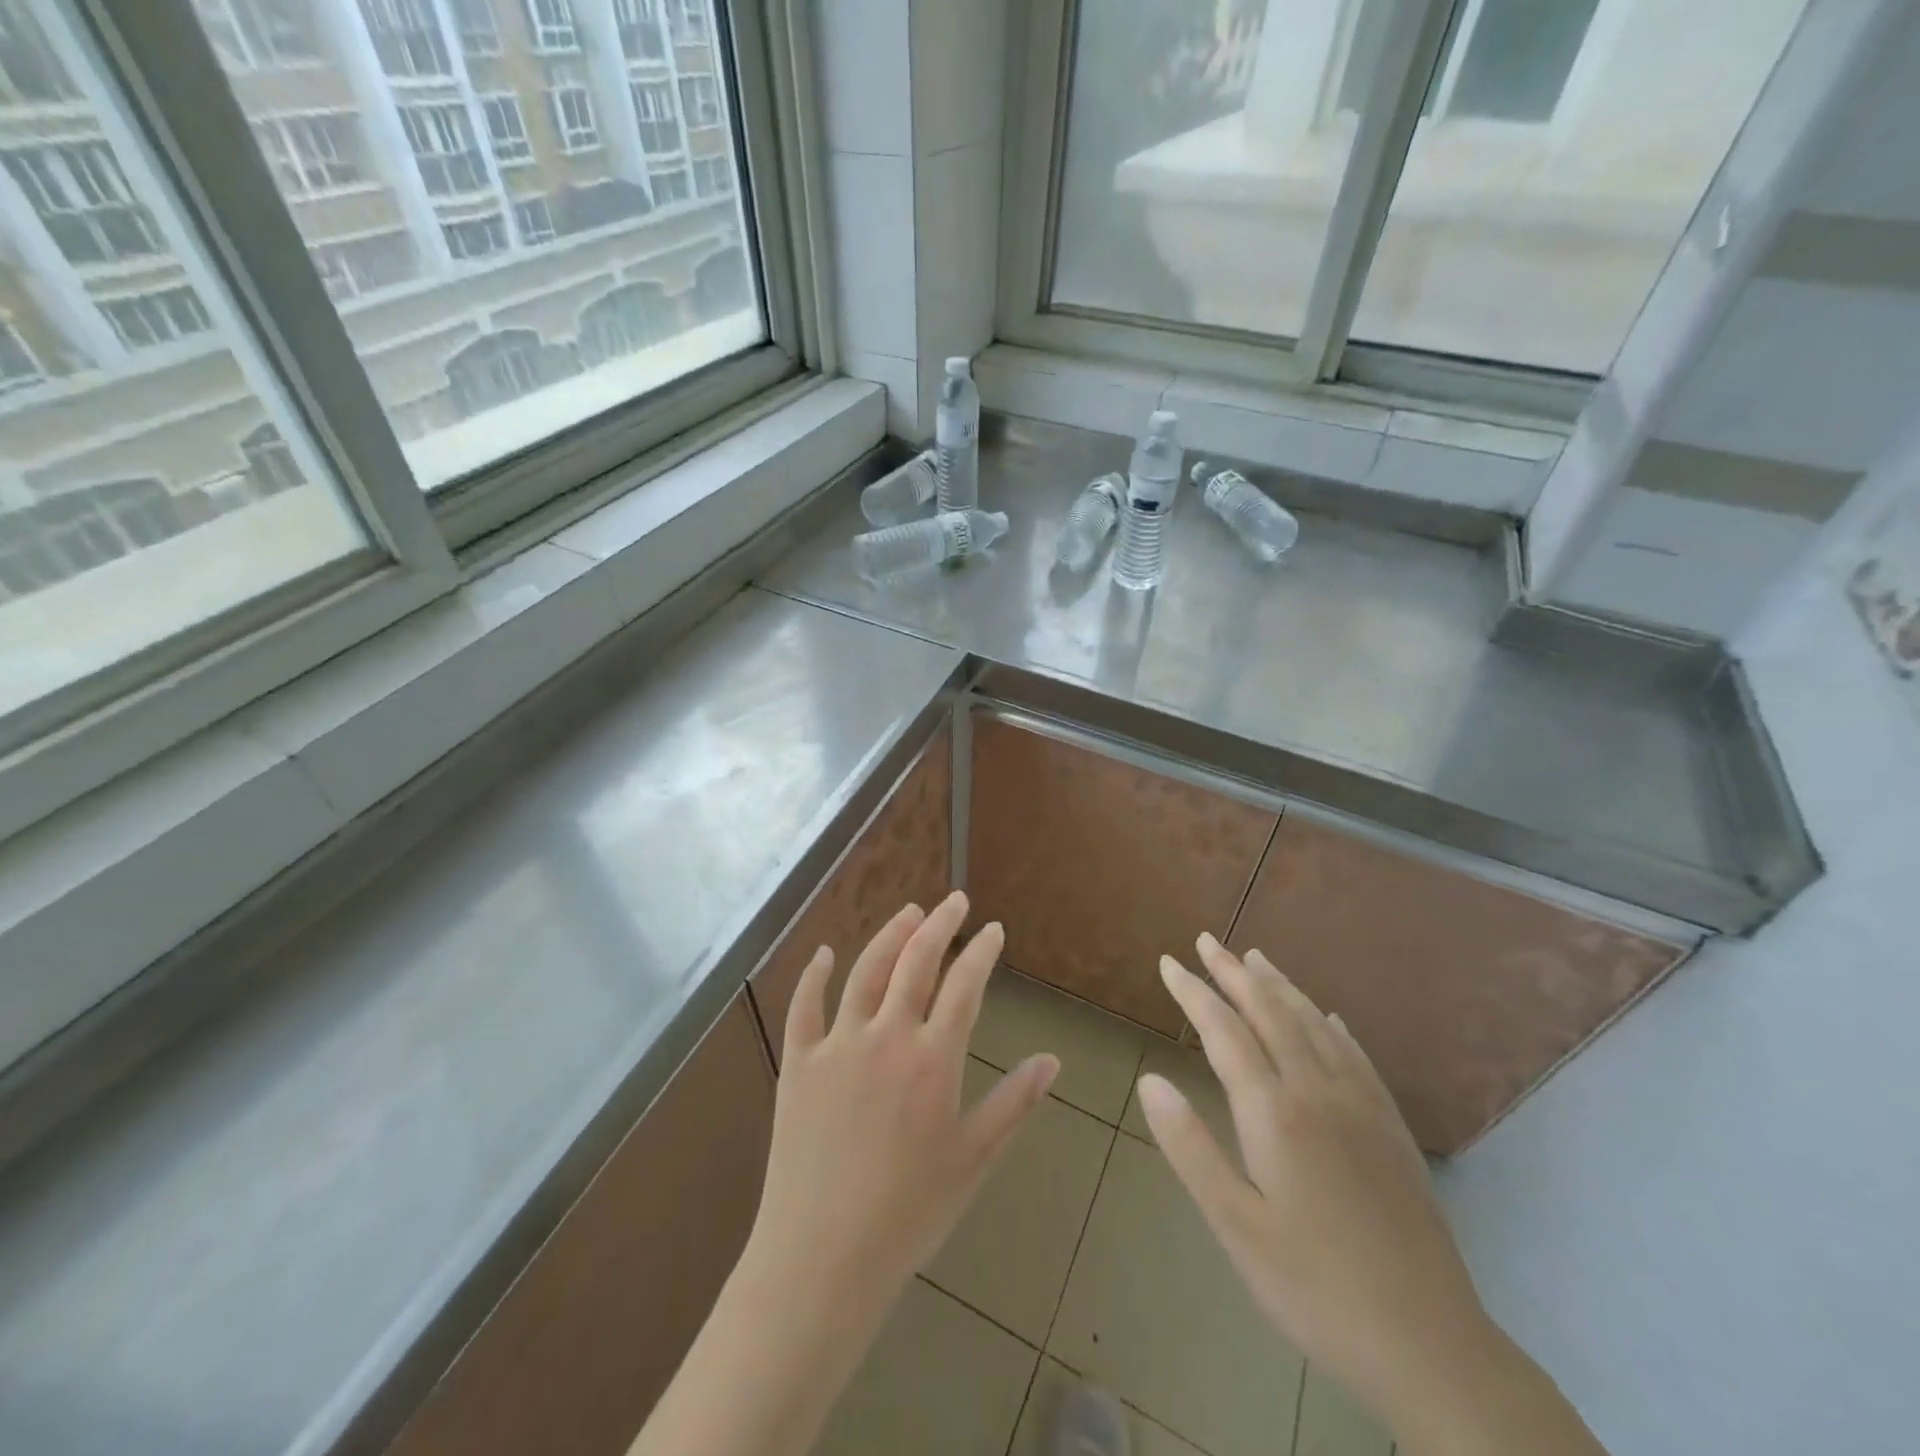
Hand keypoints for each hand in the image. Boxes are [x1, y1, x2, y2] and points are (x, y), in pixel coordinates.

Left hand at [744, 892, 1058, 1321]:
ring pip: (865, 971)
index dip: (981, 952)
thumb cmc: (908, 1213)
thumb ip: (1014, 1104)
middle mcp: (886, 1037)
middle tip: (955, 901)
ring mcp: (837, 1045)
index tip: (993, 929)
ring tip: (909, 912)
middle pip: (916, 961)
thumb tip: (1052, 1060)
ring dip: (890, 935)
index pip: (964, 986)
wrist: (822, 1258)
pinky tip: (823, 953)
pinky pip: (804, 1006)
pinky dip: (813, 975)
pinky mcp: (798, 1063)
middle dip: (940, 924)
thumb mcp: (973, 1160)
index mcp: (933, 1059)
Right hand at [1139, 934, 1490, 1422]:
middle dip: (1233, 973)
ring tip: (1256, 959)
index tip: (1168, 962)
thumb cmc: (1316, 1288)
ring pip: (1314, 1025)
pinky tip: (1327, 1017)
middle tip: (1206, 941)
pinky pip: (1356, 1055)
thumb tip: (1149, 1081)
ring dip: (1280, 987)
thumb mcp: (1236, 1227)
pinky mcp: (1391, 1128)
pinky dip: (1331, 1024)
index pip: (1224, 1031)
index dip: (1193, 993)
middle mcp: (1318, 1091)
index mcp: (1275, 1112)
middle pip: (1270, 1013)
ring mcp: (1362, 1106)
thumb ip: (1190, 1148)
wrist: (1431, 1345)